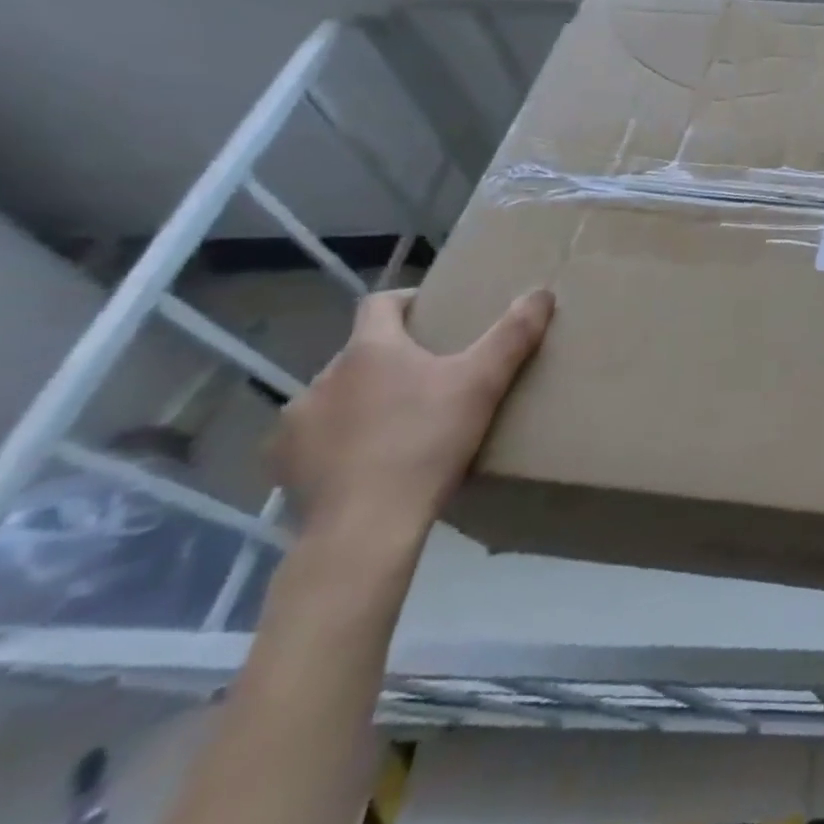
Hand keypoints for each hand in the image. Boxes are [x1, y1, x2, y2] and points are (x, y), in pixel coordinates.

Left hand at [273, 287, 553, 546]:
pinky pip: (313, 437)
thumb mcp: (483, 384)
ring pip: (337, 395)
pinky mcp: (281, 465)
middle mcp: (324, 376)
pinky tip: (364, 461)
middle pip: (362, 352)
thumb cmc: (426, 443)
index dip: (407, 301)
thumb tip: (542, 293)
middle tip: (432, 379)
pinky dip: (337, 440)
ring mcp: (296, 422)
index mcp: (369, 349)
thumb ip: (513, 335)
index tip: (435, 314)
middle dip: (393, 359)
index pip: (380, 303)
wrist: (365, 529)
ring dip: (362, 400)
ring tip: (399, 423)